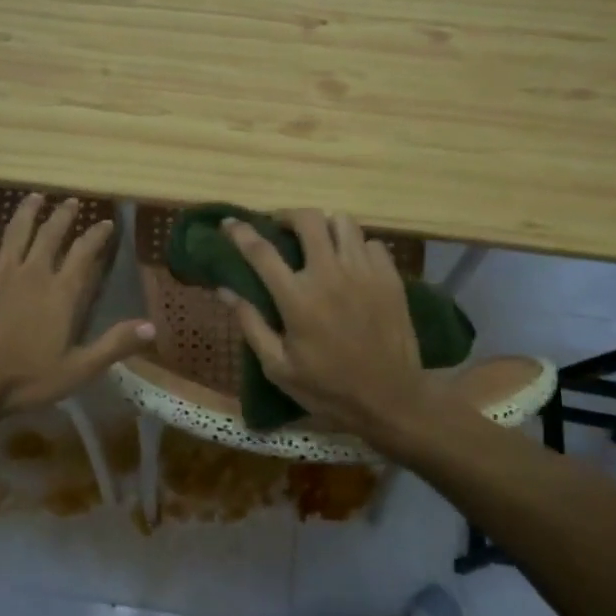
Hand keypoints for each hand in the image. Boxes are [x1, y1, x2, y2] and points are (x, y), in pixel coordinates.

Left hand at [0, 194, 154, 414]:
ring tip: (37, 196)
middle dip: (64, 216)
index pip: (84, 254)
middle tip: (73, 202)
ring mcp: (0, 273)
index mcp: (60, 293)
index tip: (106, 223)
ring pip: (17, 232)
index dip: (97, 235)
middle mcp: (33, 273)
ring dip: (28, 212)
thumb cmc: (24, 379)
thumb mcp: (77, 369)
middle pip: (51, 235)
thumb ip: (114, 345)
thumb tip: (152, 326)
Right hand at [219, 210, 434, 438]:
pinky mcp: (390, 277)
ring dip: (325, 226)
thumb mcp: (278, 367)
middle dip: (288, 216)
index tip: (229, 223)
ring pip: (343, 222)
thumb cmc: (328, 388)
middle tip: (281, 228)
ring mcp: (364, 272)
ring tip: (318, 242)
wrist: (391, 399)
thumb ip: (251, 324)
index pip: (261, 251)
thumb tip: (224, 290)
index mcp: (297, 298)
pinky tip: (351, 265)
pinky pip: (371, 243)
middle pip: (308, 219)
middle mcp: (330, 275)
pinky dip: (356, 247)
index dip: (240, 232)